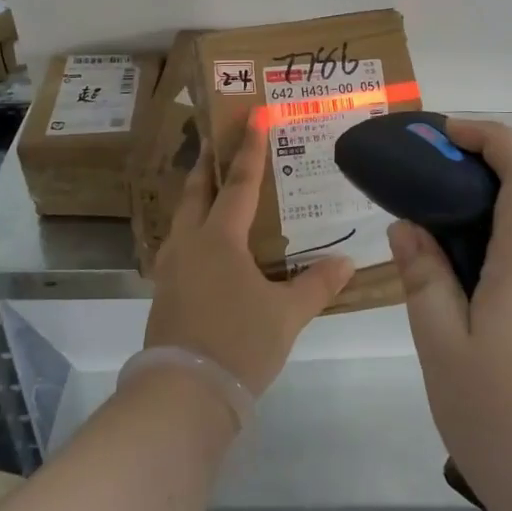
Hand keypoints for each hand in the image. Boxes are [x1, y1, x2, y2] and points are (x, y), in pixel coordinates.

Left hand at [144, 123, 354, 397]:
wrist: (183, 394)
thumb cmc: (239, 343)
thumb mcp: (286, 314)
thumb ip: (316, 285)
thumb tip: (347, 263)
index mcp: (219, 239)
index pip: (239, 184)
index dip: (249, 149)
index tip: (253, 116)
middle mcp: (190, 243)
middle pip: (198, 190)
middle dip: (210, 162)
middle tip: (219, 138)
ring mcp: (171, 267)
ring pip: (183, 216)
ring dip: (197, 194)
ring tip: (213, 186)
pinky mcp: (164, 291)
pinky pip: (180, 242)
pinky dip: (193, 227)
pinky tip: (206, 242)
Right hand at [391, 119, 511, 510]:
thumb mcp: (445, 353)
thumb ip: (425, 282)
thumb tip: (409, 228)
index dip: (491, 137)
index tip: (447, 135)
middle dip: (473, 179)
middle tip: (419, 194)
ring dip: (479, 230)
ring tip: (426, 257)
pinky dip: (492, 270)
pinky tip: (461, 315)